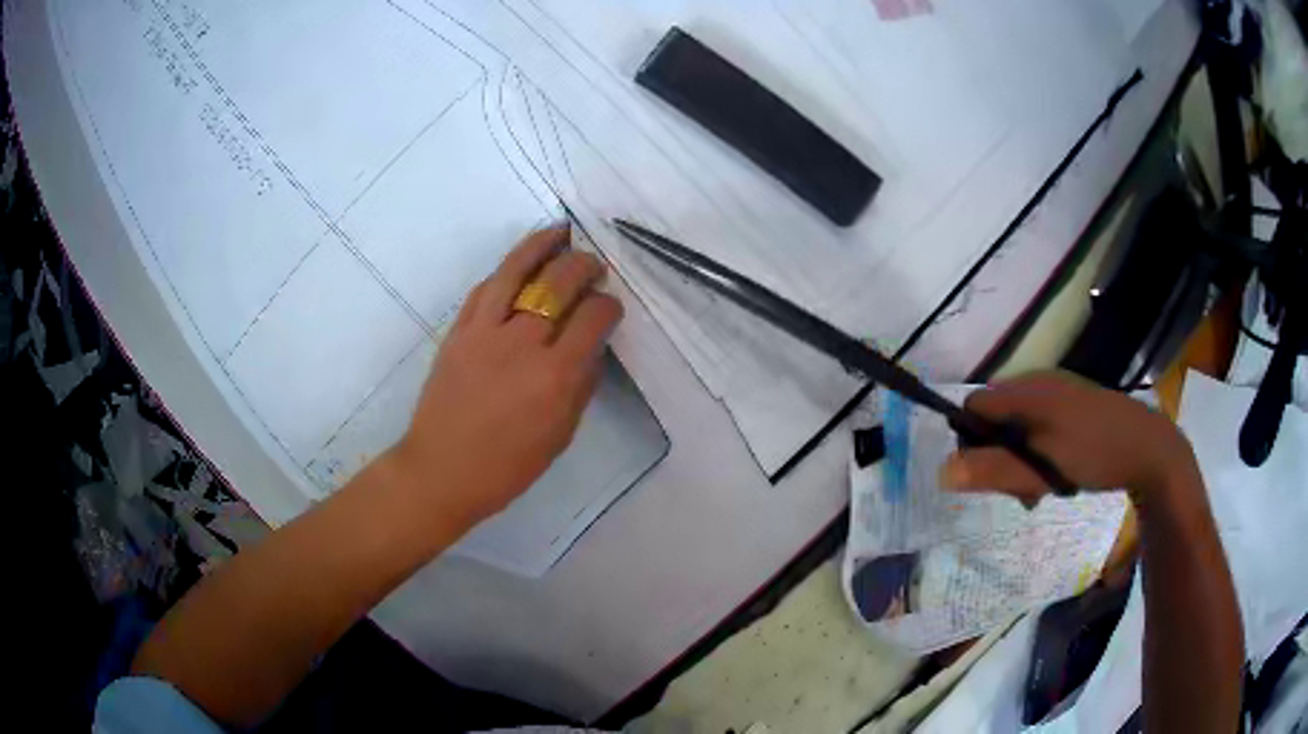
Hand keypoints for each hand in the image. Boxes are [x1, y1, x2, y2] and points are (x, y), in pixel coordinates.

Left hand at [389, 225, 622, 526]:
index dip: (609, 305)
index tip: (610, 308)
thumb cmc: (507, 466)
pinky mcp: (458, 330)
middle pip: (559, 282)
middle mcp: (522, 343)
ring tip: (559, 232)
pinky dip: (506, 270)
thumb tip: (591, 349)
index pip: (593, 317)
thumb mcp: (560, 436)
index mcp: (555, 376)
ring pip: (517, 270)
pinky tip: (519, 265)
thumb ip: (581, 386)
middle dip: (584, 265)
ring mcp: (484, 331)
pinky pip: (484, 288)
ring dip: (542, 245)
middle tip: (593, 266)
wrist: (442, 470)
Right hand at [940, 371, 1197, 505]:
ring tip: (1041, 491)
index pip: (974, 407)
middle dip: (999, 458)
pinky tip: (1057, 479)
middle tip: (1021, 491)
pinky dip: (1039, 456)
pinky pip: (1040, 429)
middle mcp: (1039, 384)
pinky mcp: (1073, 407)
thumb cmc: (1095, 454)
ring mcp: (1058, 395)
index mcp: (1028, 391)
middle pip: (995, 420)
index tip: (988, 476)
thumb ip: (994, 471)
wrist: (1150, 448)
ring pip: (1019, 429)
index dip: (970, 442)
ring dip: (1021, 463)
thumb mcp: (1043, 469)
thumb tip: (942, 471)